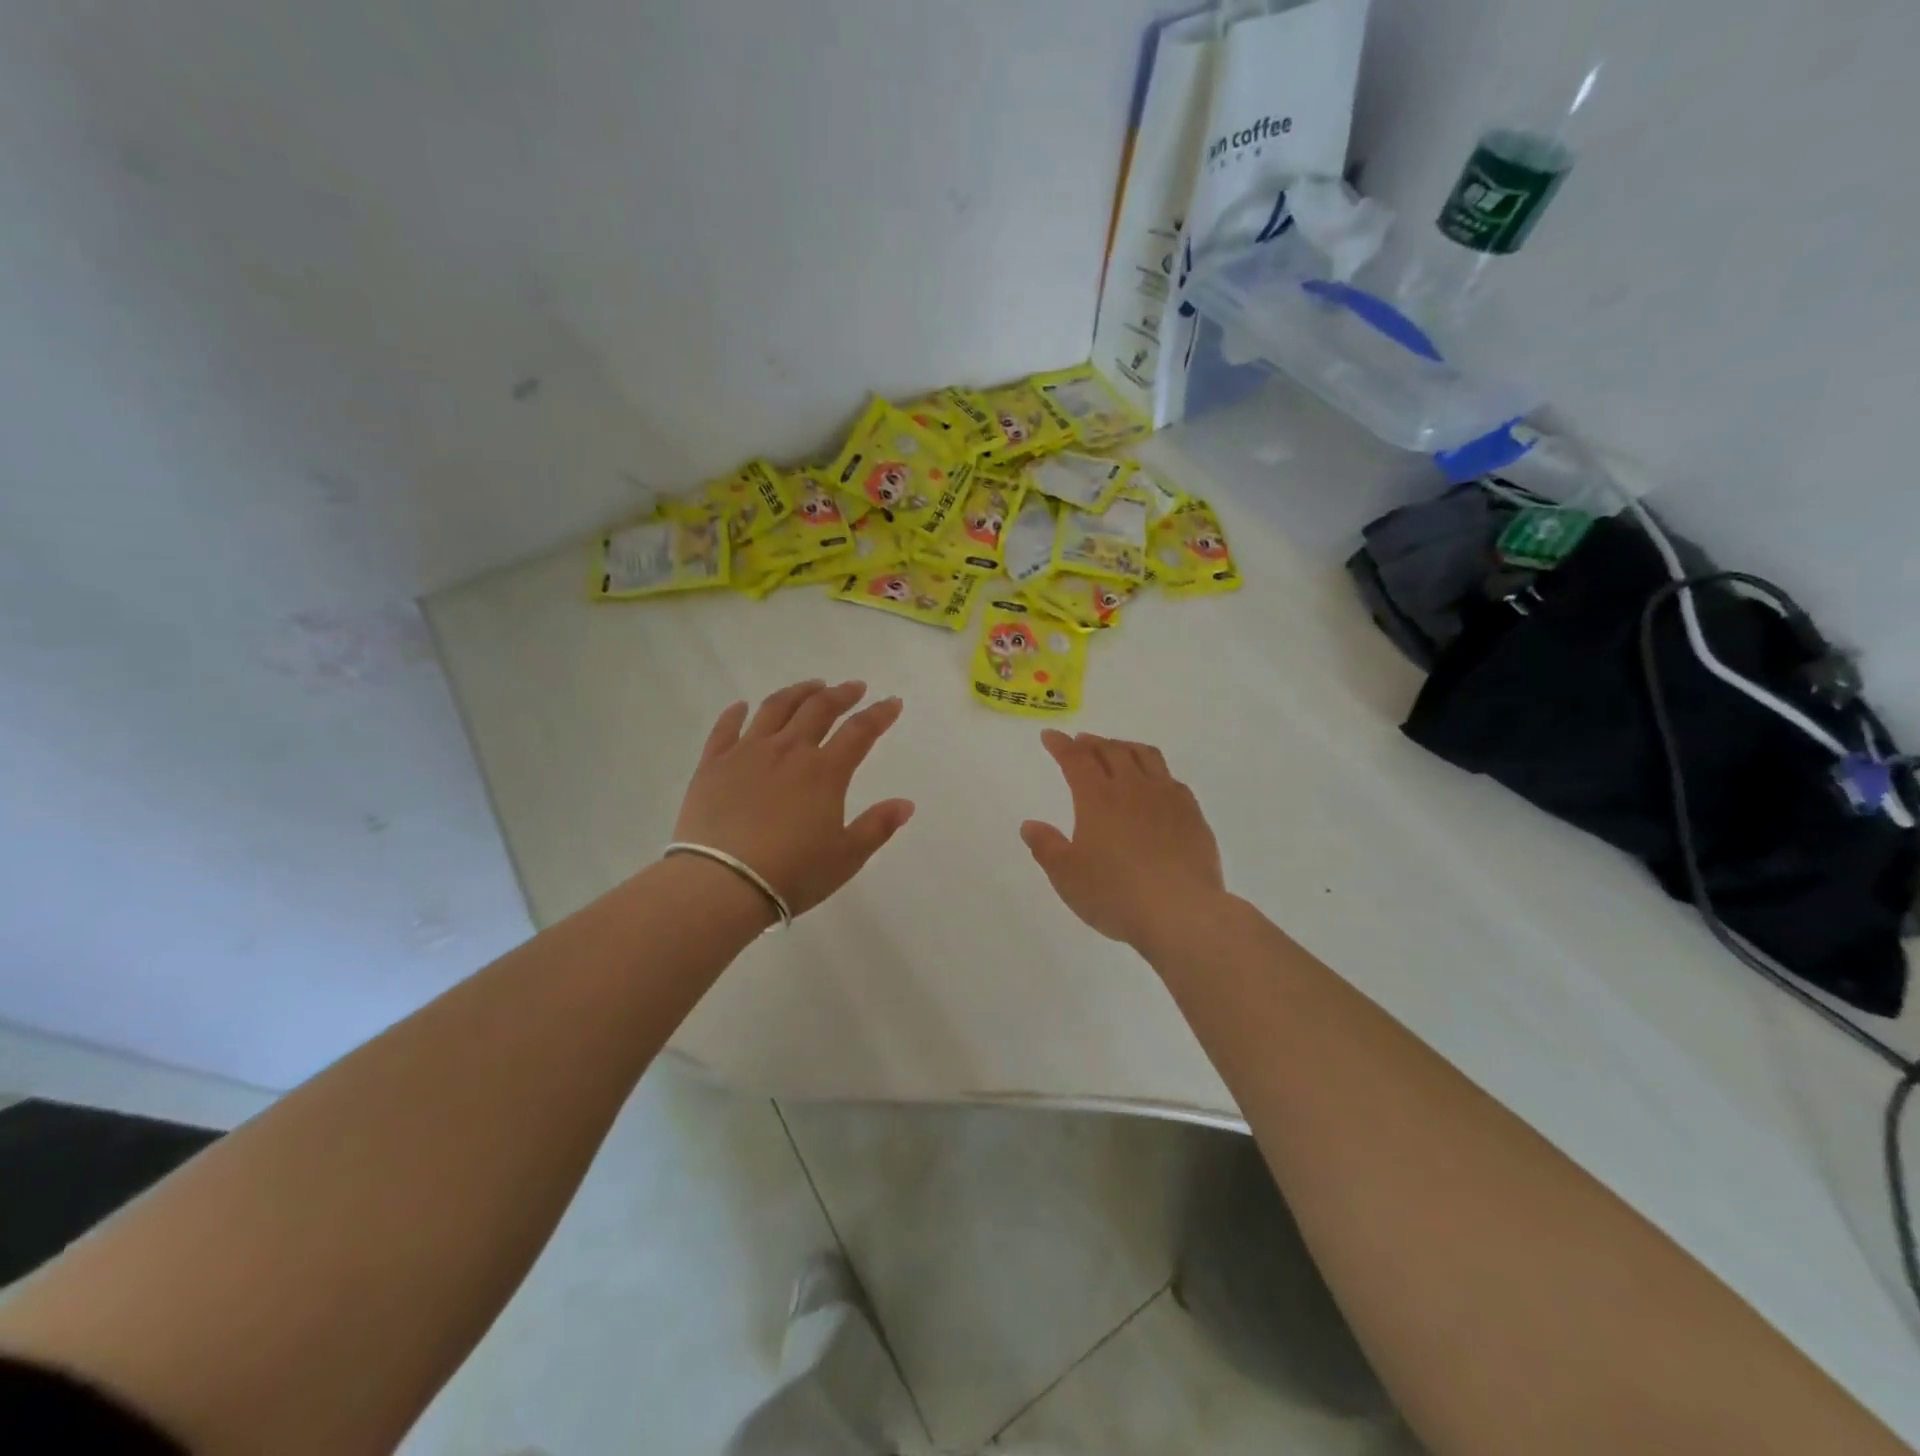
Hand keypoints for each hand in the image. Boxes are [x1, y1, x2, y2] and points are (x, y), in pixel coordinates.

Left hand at [673, 680, 913, 917]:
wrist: (722, 884)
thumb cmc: (792, 873)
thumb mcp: (846, 857)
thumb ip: (877, 826)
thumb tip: (906, 804)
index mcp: (825, 772)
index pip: (860, 731)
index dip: (879, 714)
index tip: (892, 702)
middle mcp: (788, 751)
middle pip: (818, 709)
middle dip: (841, 694)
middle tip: (853, 687)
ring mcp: (747, 753)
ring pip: (775, 709)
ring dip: (797, 693)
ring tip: (811, 686)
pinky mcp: (713, 765)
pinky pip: (725, 728)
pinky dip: (736, 713)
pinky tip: (741, 706)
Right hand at [1021, 729, 1225, 954]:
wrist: (1181, 911)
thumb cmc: (1115, 894)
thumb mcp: (1067, 876)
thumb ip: (1046, 847)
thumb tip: (1030, 825)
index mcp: (1097, 798)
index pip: (1075, 759)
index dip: (1060, 745)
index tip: (1050, 736)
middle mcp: (1132, 788)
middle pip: (1111, 750)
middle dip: (1092, 742)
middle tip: (1081, 742)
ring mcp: (1167, 797)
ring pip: (1146, 756)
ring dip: (1125, 747)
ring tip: (1117, 750)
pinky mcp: (1192, 814)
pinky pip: (1171, 779)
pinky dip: (1155, 771)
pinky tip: (1155, 784)